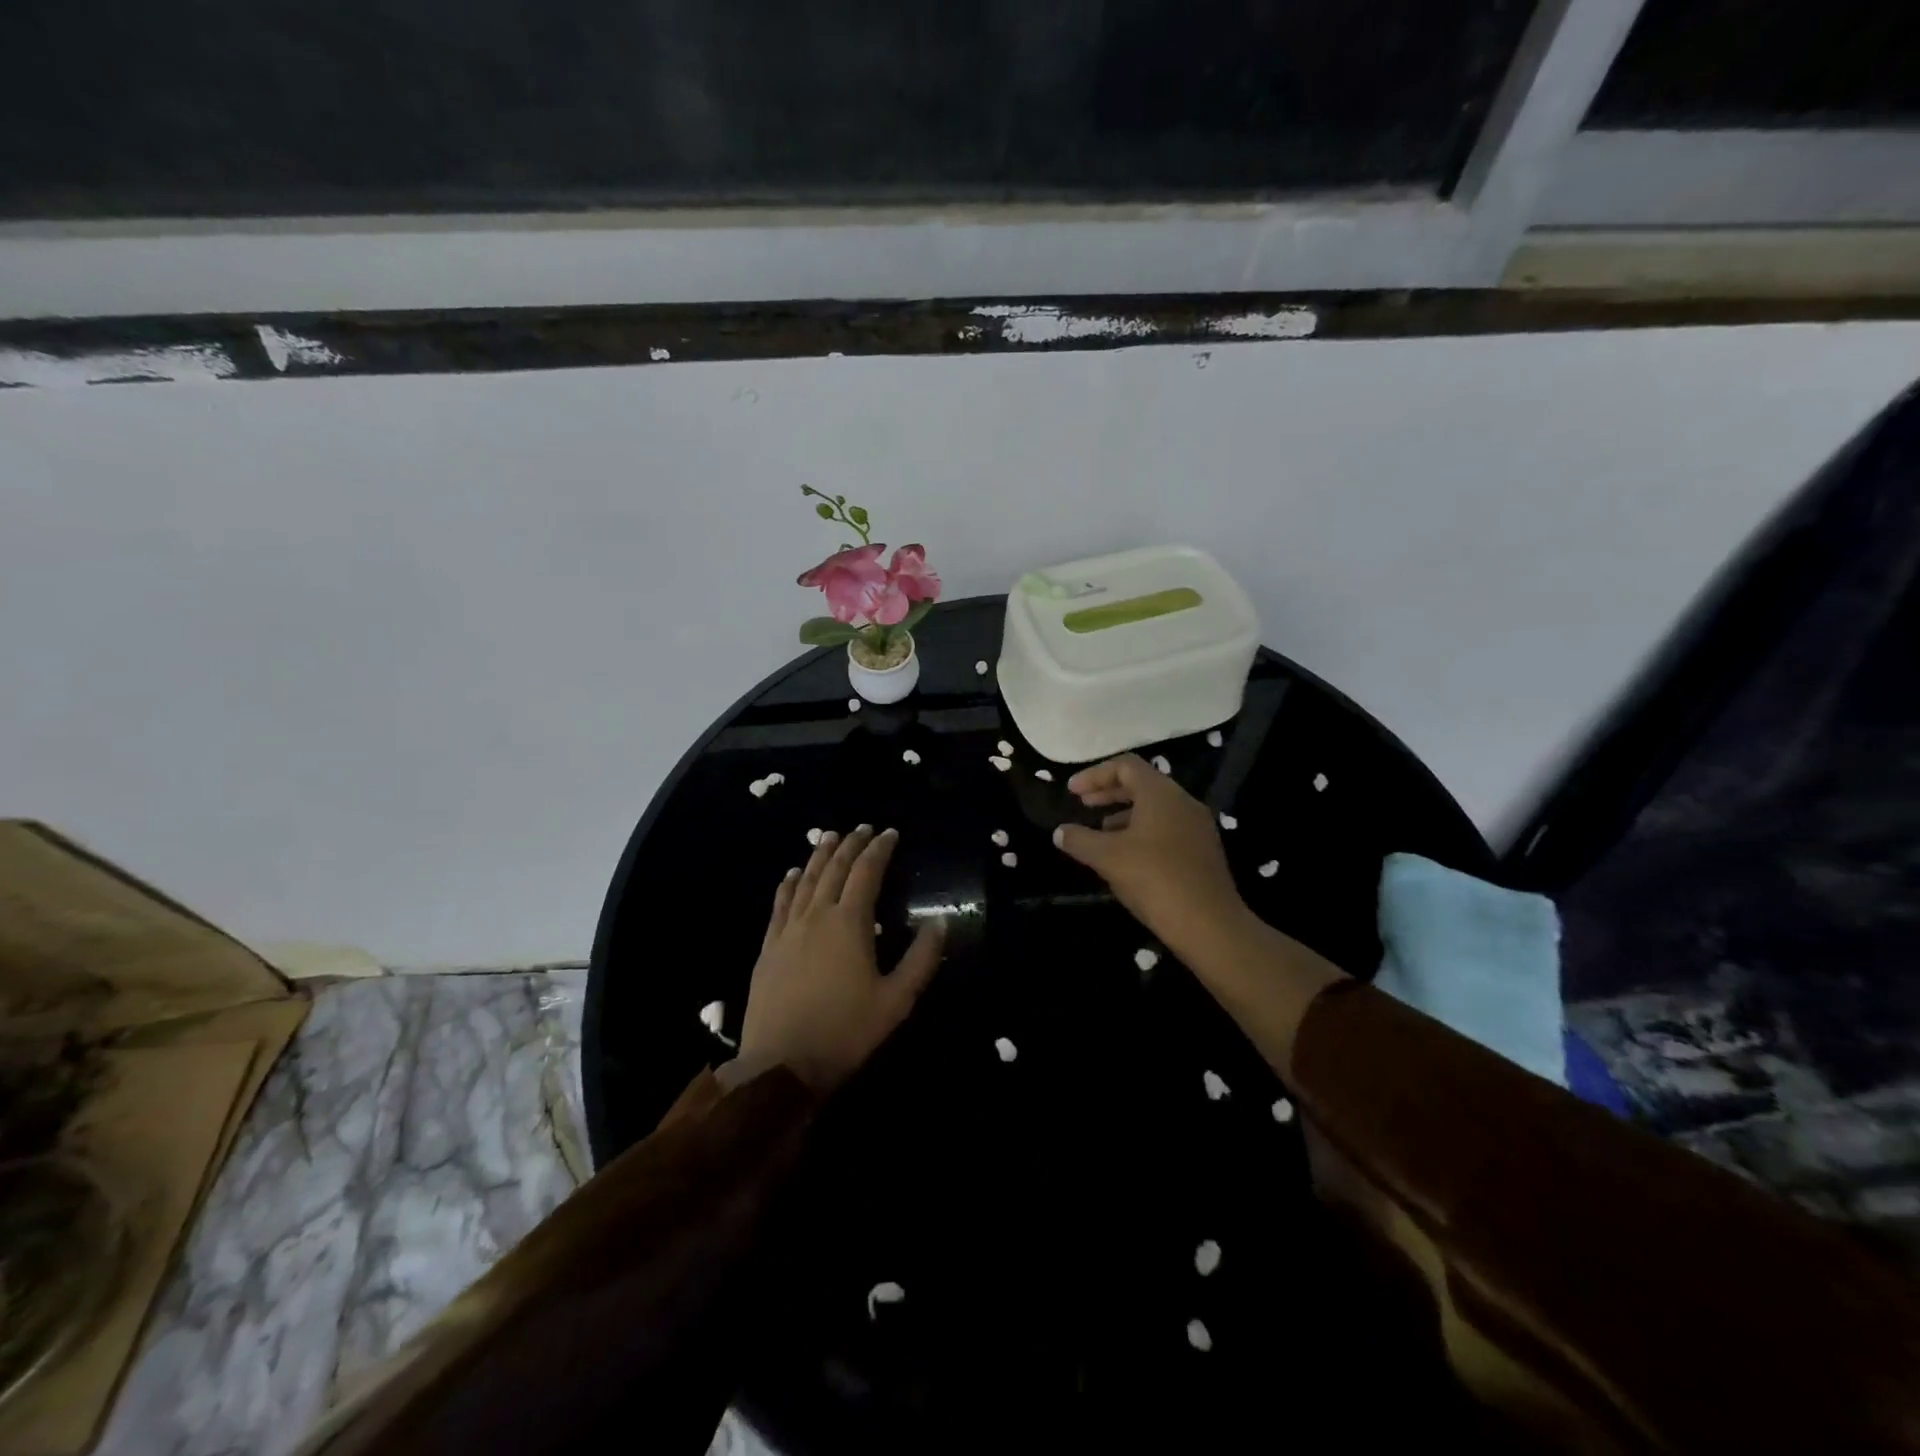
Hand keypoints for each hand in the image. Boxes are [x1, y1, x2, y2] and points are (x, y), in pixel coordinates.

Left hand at [729, 825, 944, 1094]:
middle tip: (862, 829)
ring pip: (805, 880)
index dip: (879, 849)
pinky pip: (779, 904)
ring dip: (819, 856)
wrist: (781, 1065)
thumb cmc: (846, 1032)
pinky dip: (788, 884)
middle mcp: (817, 916)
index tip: (890, 833)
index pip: (867, 872)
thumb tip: (941, 921)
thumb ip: (921, 958)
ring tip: (829, 837)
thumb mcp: (896, 1000)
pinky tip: (791, 874)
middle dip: (851, 845)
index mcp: (850, 923)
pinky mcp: (768, 947)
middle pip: (834, 869)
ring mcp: (788, 930)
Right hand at [1052, 754, 1251, 961]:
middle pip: (1141, 784)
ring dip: (1123, 814)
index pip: (1125, 766)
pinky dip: (1141, 832)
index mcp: (1161, 793)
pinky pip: (1167, 828)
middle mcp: (1183, 802)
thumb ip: (1079, 839)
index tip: (1072, 792)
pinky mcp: (1203, 851)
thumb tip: (1060, 832)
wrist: (1210, 926)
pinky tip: (1126, 858)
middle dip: (1108, 793)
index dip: (1094, 775)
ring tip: (1100, 835)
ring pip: (1154, 808)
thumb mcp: (1107, 857)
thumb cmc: (1155, 880)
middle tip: (1082, 805)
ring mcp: (1197, 827)